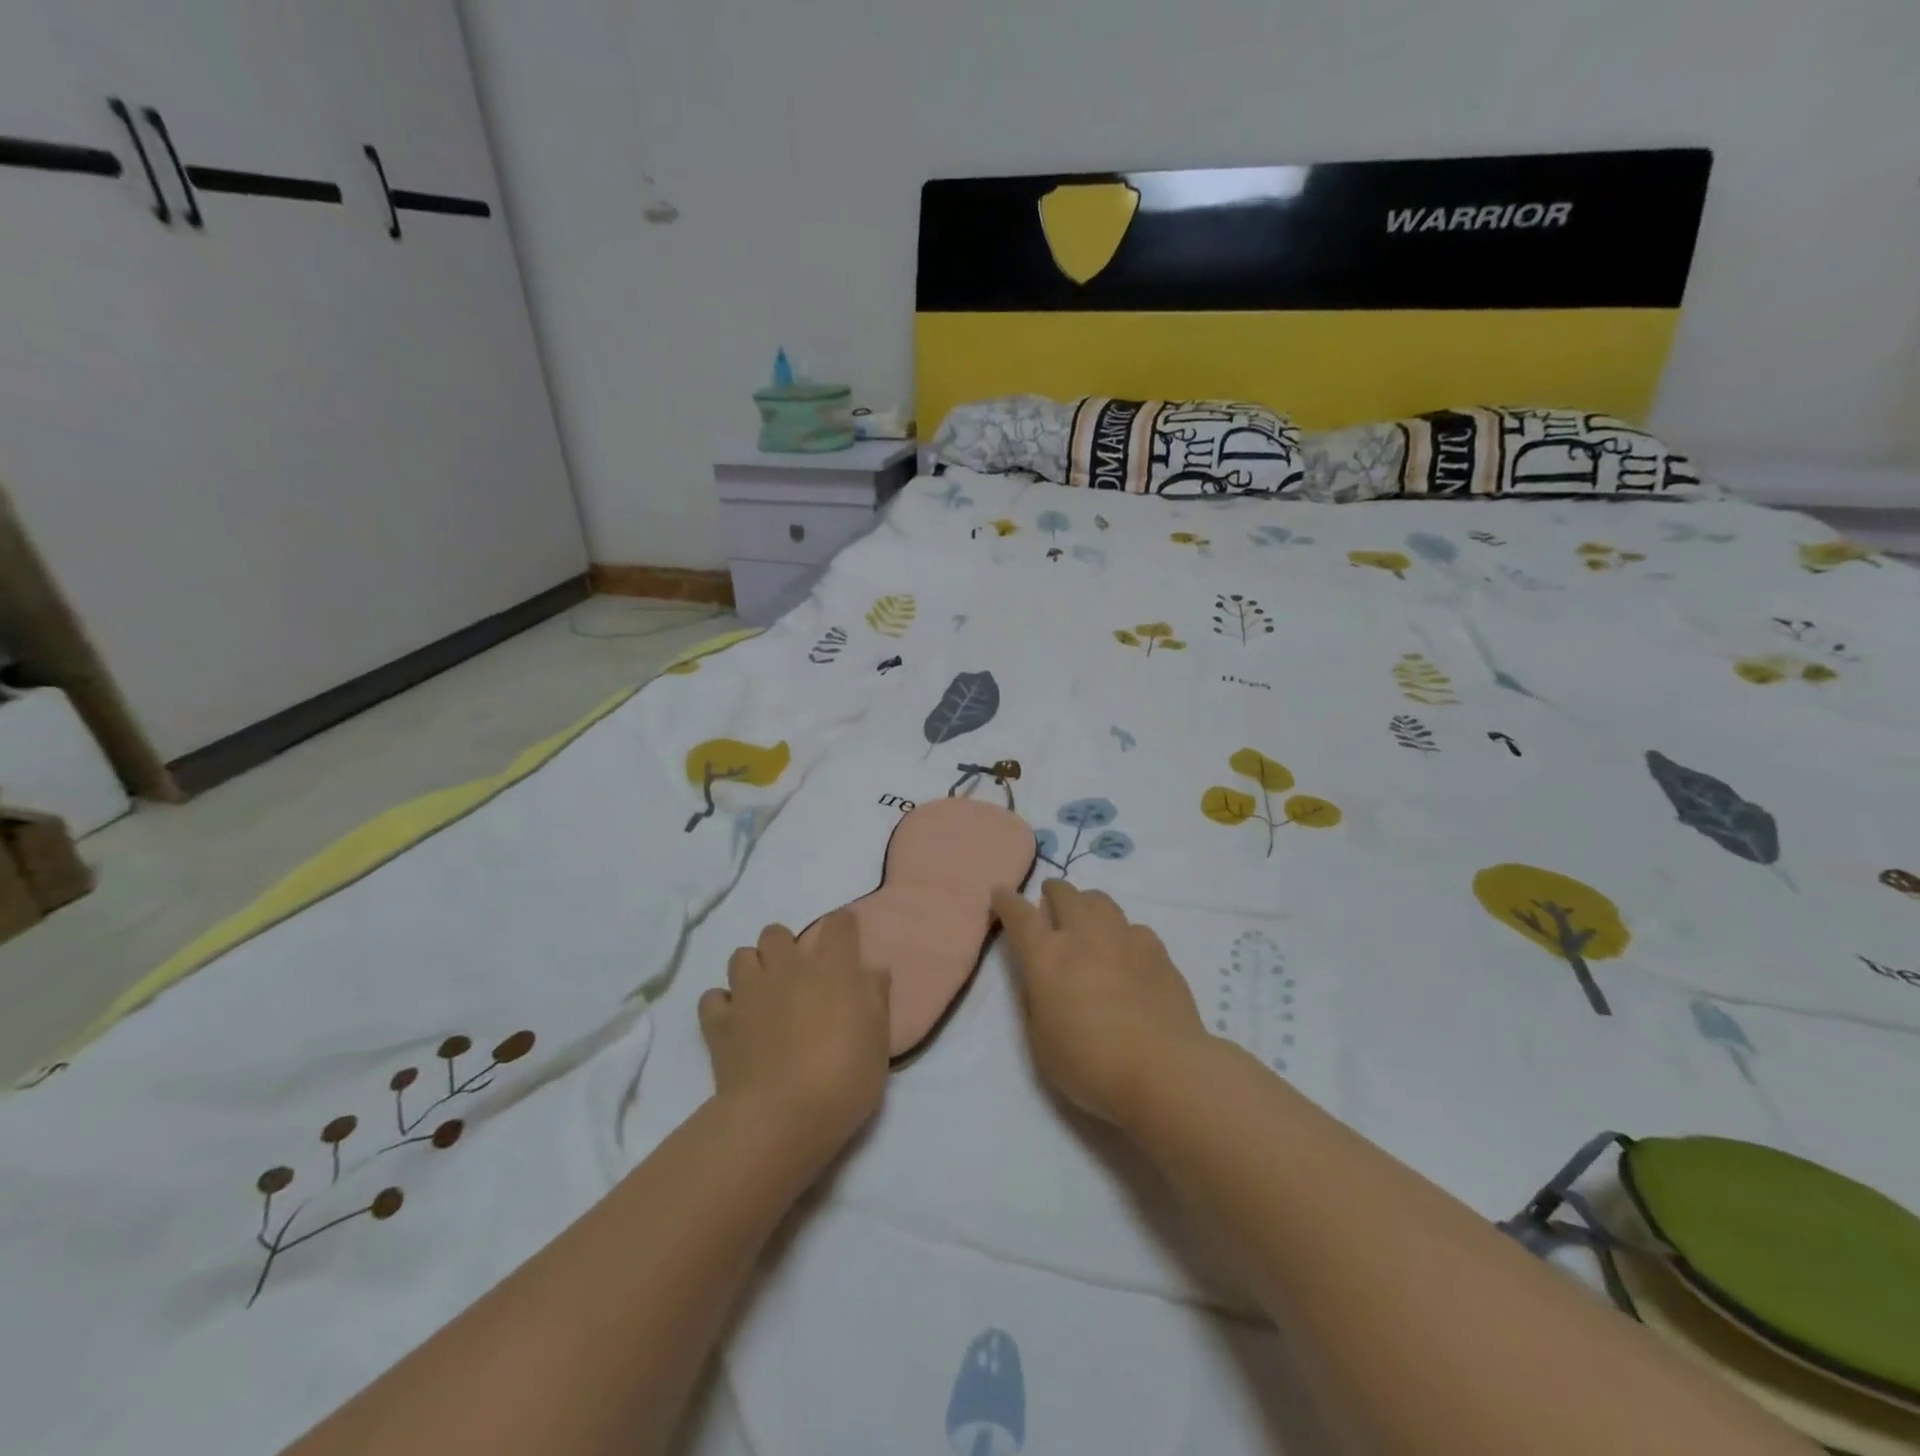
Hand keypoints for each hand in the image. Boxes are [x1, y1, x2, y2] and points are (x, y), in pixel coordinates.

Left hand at [698, 912, 890, 1164]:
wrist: (782, 1118)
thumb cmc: (844, 1078)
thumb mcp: (878, 1041)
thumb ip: (876, 999)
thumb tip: (873, 970)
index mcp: (832, 968)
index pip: (838, 923)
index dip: (842, 927)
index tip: (846, 941)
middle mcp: (788, 968)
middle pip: (778, 932)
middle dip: (785, 946)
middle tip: (797, 977)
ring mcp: (749, 993)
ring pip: (741, 956)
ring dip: (753, 969)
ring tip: (763, 996)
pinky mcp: (719, 1023)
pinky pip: (712, 998)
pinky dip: (722, 1004)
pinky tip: (734, 1021)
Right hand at [991, 881, 1212, 1127]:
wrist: (1163, 1071)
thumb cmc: (1089, 1064)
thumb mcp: (1041, 1042)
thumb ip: (1035, 1003)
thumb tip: (1039, 981)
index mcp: (1047, 957)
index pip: (1020, 916)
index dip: (1007, 902)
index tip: (1000, 893)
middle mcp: (1084, 936)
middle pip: (1065, 894)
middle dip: (1053, 892)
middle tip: (1050, 902)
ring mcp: (1125, 939)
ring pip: (1101, 901)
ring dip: (1087, 905)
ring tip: (1088, 921)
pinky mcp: (1158, 952)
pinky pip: (1135, 929)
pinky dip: (1124, 934)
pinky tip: (1128, 955)